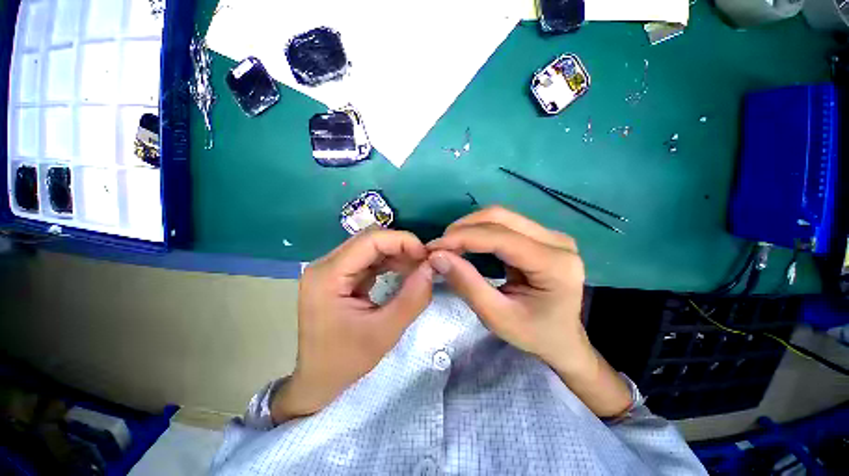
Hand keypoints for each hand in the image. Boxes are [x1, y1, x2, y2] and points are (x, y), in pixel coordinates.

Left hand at [272, 229, 432, 422]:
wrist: (318, 380)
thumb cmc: (345, 361)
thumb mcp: (384, 333)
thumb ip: (412, 298)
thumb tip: (432, 268)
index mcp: (328, 276)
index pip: (369, 240)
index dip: (402, 241)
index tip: (425, 255)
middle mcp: (326, 265)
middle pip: (369, 240)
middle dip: (401, 247)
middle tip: (424, 262)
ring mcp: (331, 269)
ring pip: (371, 247)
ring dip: (397, 254)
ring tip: (418, 268)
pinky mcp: (339, 275)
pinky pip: (369, 259)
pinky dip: (390, 262)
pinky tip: (404, 272)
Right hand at [427, 207, 630, 416]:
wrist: (562, 339)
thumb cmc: (533, 334)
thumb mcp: (496, 316)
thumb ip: (467, 284)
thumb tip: (437, 256)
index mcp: (554, 264)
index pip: (500, 237)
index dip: (463, 238)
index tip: (433, 247)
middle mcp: (557, 241)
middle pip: (500, 217)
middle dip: (464, 228)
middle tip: (440, 246)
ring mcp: (551, 235)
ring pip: (501, 216)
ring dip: (470, 227)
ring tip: (450, 245)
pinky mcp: (542, 236)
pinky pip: (505, 224)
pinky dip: (480, 231)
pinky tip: (466, 243)